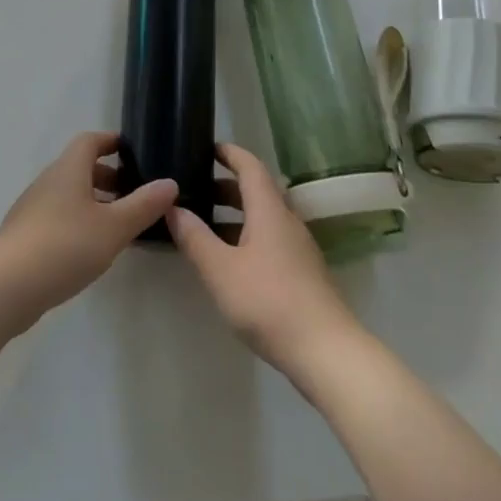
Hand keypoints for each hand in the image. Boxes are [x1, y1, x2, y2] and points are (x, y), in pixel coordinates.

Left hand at [0, 132, 178, 321]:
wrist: (7, 285)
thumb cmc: (65, 246)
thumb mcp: (114, 227)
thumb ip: (143, 205)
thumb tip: (170, 183)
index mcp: (69, 169)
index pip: (90, 141)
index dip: (111, 142)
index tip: (133, 152)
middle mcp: (49, 181)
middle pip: (80, 167)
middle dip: (108, 176)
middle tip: (134, 195)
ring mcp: (33, 207)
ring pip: (69, 193)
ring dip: (94, 202)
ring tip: (119, 226)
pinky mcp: (26, 234)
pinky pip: (58, 216)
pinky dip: (79, 221)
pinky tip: (91, 249)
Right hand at [166, 143, 365, 374]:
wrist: (327, 353)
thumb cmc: (269, 302)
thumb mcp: (221, 270)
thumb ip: (195, 238)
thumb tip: (173, 207)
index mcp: (269, 210)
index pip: (250, 166)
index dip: (229, 153)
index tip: (206, 147)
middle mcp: (287, 221)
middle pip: (256, 191)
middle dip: (225, 186)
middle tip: (194, 189)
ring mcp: (298, 248)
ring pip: (263, 217)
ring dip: (234, 214)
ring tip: (203, 225)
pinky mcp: (302, 273)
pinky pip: (269, 239)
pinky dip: (246, 236)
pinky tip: (229, 260)